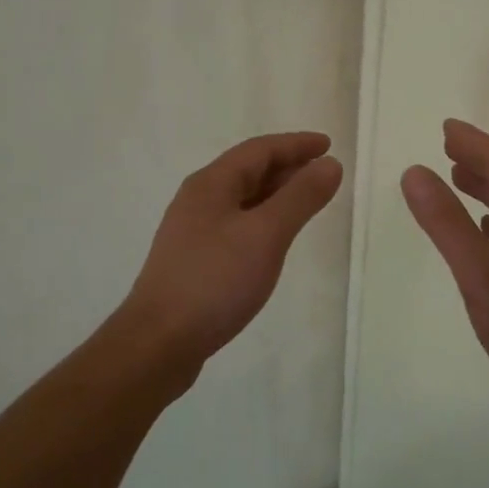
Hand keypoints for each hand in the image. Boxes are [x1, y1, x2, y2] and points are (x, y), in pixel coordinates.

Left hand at [125, 131, 344, 375]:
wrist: (158, 343)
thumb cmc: (215, 281)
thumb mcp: (266, 234)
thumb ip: (300, 197)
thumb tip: (330, 164)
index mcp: (211, 184)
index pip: (259, 150)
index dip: (296, 145)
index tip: (329, 145)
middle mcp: (199, 199)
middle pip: (248, 170)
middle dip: (287, 167)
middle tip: (324, 171)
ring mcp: (193, 231)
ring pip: (242, 199)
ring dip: (275, 194)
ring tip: (306, 201)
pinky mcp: (194, 259)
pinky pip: (236, 224)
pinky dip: (262, 219)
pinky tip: (274, 239)